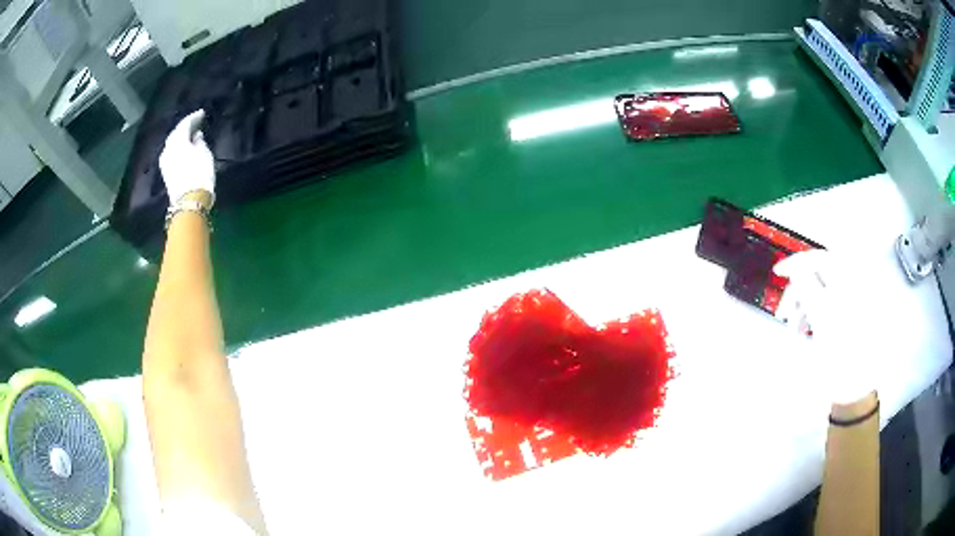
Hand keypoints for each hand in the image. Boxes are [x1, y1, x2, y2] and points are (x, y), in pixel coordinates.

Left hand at [159, 110, 215, 206]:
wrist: (189, 201)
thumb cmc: (200, 173)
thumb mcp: (204, 153)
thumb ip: (199, 141)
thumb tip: (196, 136)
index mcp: (177, 140)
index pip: (185, 124)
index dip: (194, 117)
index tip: (202, 113)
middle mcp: (168, 148)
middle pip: (176, 134)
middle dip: (185, 128)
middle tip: (195, 124)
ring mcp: (165, 162)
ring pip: (173, 145)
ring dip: (181, 139)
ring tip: (191, 137)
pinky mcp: (166, 173)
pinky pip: (172, 155)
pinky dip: (178, 150)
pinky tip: (185, 150)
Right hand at [773, 250, 876, 404]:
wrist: (853, 387)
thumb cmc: (840, 354)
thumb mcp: (821, 318)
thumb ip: (807, 287)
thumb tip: (795, 268)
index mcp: (848, 283)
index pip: (820, 258)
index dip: (797, 263)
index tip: (778, 272)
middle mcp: (849, 288)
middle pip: (817, 277)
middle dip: (797, 293)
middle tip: (783, 313)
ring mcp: (847, 304)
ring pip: (817, 294)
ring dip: (800, 308)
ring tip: (792, 330)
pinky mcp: (843, 319)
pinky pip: (822, 308)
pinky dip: (809, 317)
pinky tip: (802, 333)